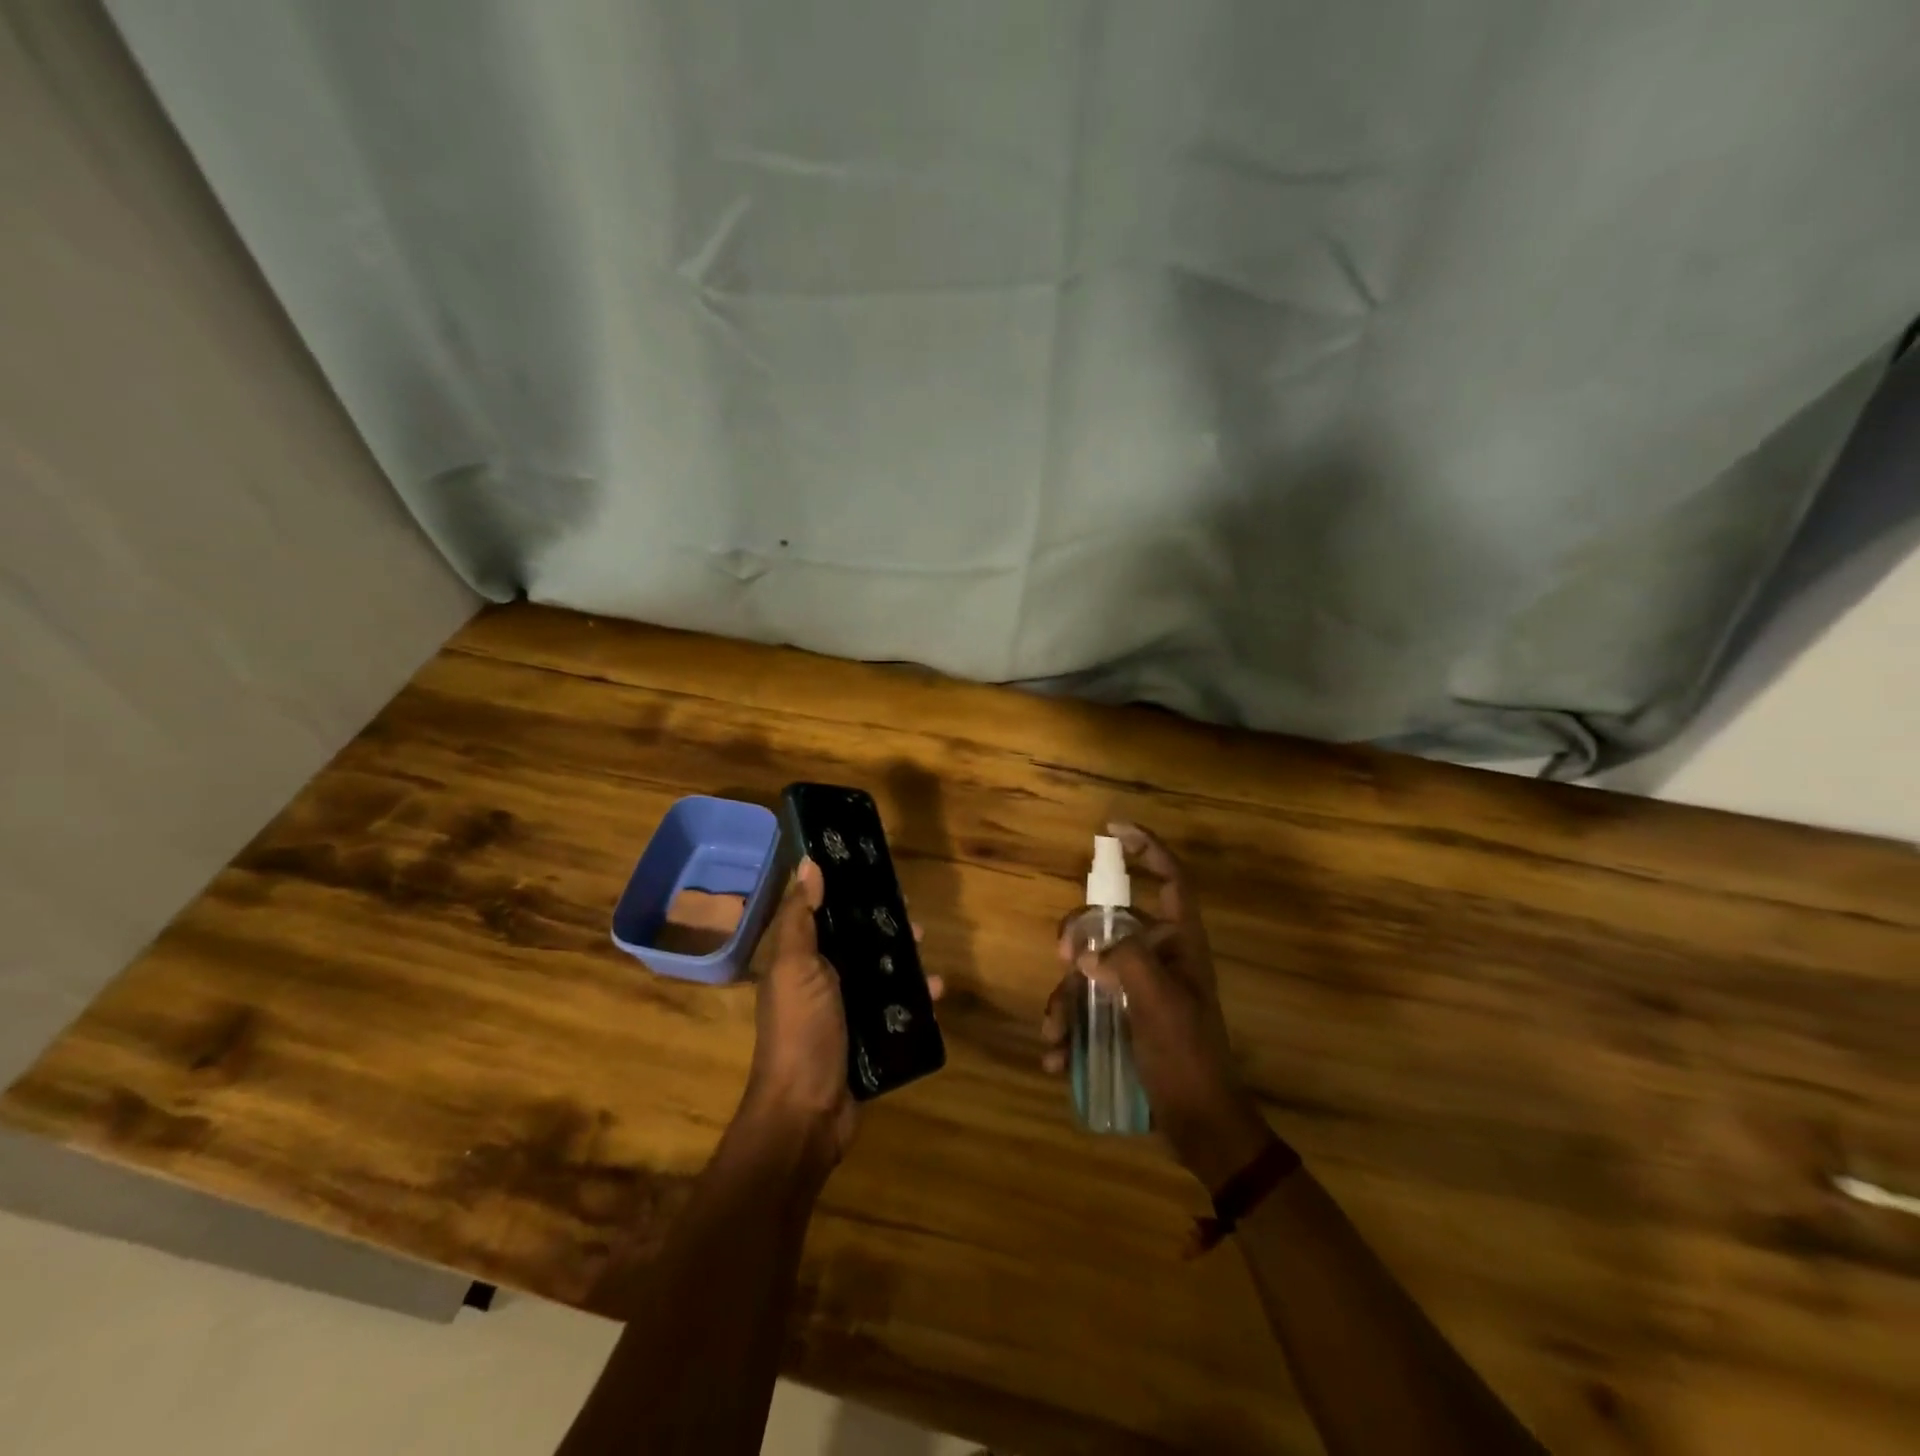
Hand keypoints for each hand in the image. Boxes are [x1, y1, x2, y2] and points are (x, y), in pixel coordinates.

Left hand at [740, 859, 940, 1168]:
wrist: (806, 1114)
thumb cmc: (800, 1031)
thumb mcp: (795, 967)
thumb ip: (800, 918)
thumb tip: (808, 864)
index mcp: (799, 961)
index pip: (824, 915)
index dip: (847, 894)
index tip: (877, 875)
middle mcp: (821, 982)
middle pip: (856, 943)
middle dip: (883, 927)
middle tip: (913, 916)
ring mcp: (846, 1013)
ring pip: (880, 974)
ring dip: (905, 960)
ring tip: (927, 948)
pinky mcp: (869, 1040)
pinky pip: (896, 1009)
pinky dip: (917, 999)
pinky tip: (939, 992)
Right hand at [1040, 822, 1274, 1191]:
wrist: (1201, 1126)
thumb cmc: (1188, 1058)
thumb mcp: (1161, 1004)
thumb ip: (1126, 963)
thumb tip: (1086, 951)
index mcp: (1181, 944)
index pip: (1171, 879)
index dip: (1147, 848)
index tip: (1111, 831)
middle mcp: (1159, 959)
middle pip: (1109, 922)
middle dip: (1078, 938)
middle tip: (1062, 960)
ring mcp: (1139, 990)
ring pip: (1089, 970)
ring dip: (1065, 1000)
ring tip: (1054, 1036)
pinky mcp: (1124, 1019)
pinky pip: (1087, 1008)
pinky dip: (1069, 1029)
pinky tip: (1059, 1059)